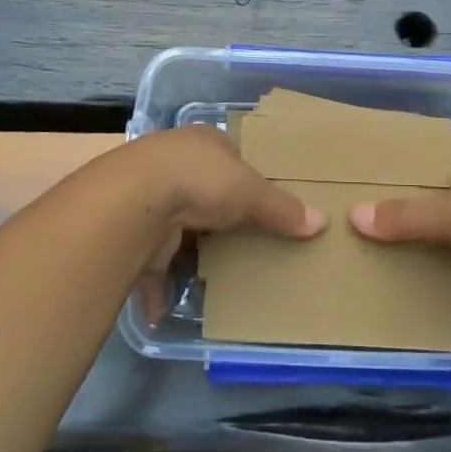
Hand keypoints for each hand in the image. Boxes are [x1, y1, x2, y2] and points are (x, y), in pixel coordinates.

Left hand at [117, 126, 325, 319]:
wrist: (133, 201)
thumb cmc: (200, 181)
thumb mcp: (251, 192)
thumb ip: (282, 209)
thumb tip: (321, 223)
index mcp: (203, 143)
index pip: (227, 155)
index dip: (244, 175)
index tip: (258, 200)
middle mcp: (171, 164)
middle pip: (200, 192)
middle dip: (215, 218)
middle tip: (241, 242)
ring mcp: (147, 198)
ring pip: (172, 227)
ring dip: (184, 253)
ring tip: (210, 276)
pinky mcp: (129, 234)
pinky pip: (148, 264)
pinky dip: (156, 287)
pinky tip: (165, 308)